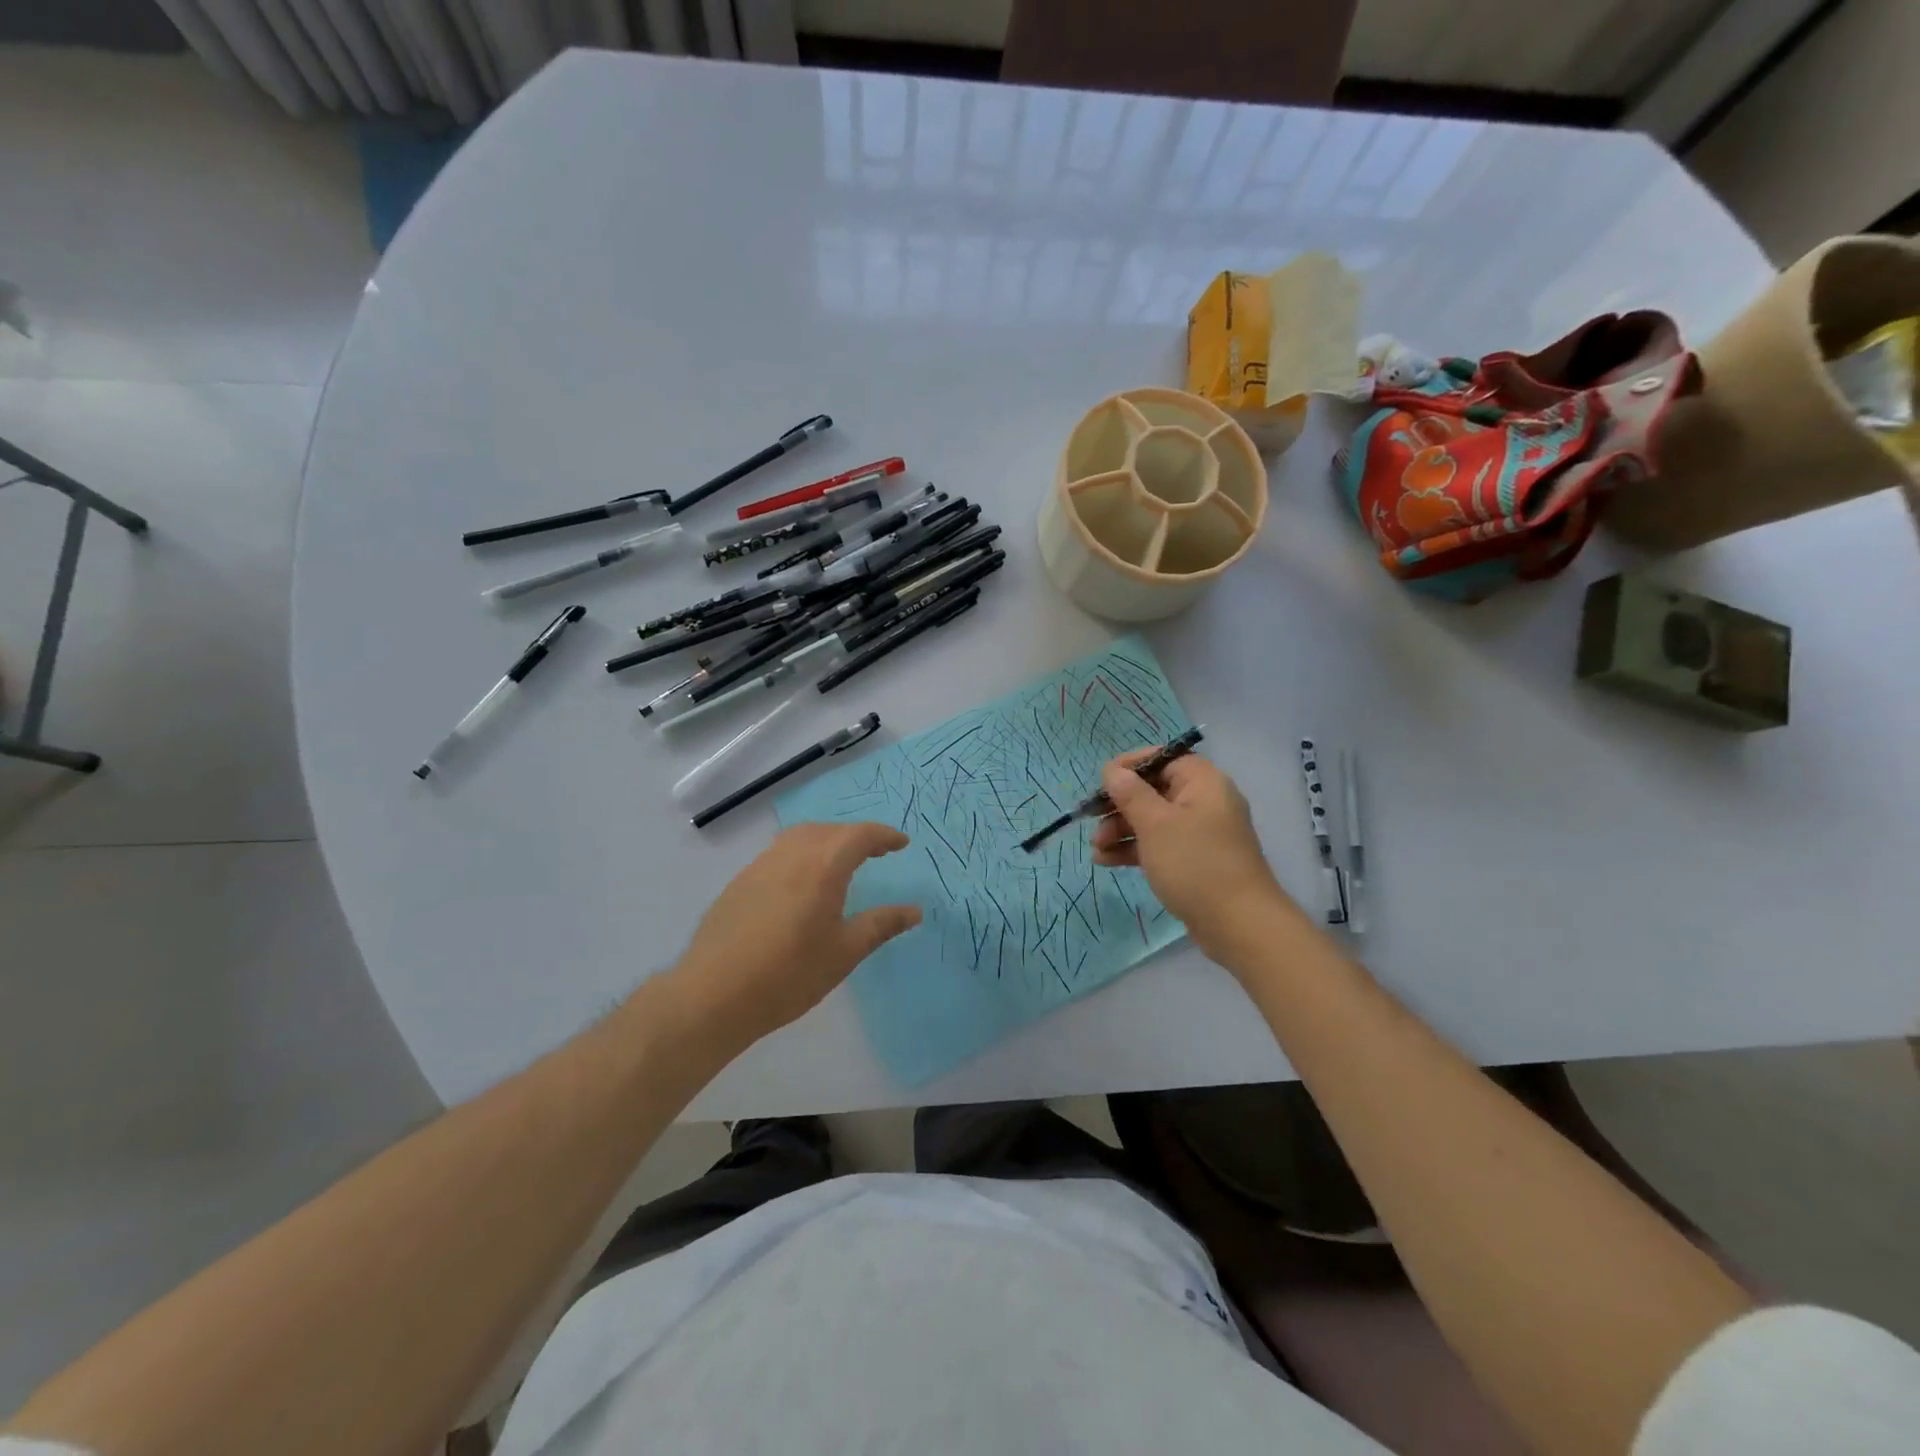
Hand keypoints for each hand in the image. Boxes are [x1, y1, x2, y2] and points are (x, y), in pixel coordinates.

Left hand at [662, 822, 920, 1049]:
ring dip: (826, 840)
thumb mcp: (844, 953)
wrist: (713, 995)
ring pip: (800, 837)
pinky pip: (779, 854)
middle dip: (856, 836)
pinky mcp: (739, 882)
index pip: (860, 836)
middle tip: (876, 853)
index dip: (884, 836)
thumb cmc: (789, 974)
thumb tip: (915, 911)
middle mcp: (791, 855)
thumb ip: (881, 925)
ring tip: (840, 863)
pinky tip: (802, 884)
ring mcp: (760, 866)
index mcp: (823, 866)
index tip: (901, 844)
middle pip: (829, 830)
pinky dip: (802, 854)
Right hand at [1091, 749, 1295, 960]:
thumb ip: (1130, 793)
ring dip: (1121, 830)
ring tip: (1095, 849)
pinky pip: (1159, 845)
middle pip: (1153, 790)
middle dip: (1119, 805)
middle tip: (1091, 821)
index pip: (1162, 758)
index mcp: (1202, 782)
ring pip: (1153, 820)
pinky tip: (1106, 861)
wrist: (1239, 925)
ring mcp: (1201, 833)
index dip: (1129, 766)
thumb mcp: (1155, 824)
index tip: (1100, 781)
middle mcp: (1204, 802)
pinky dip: (1135, 849)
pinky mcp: (1195, 861)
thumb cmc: (1195, 864)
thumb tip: (1112, 770)